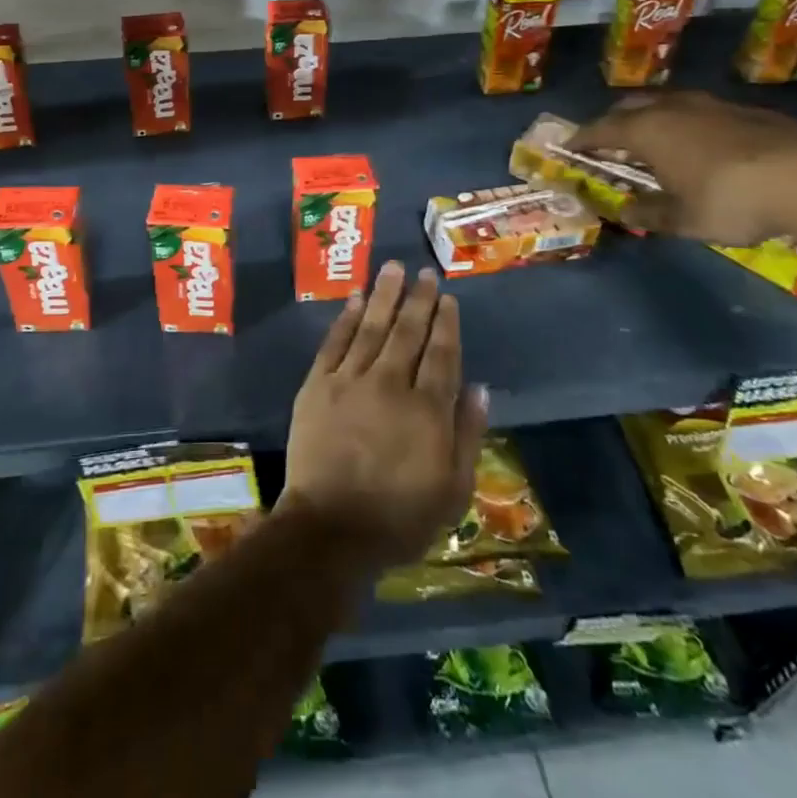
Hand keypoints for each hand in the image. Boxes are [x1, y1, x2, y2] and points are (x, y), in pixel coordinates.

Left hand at [278, 261, 487, 570]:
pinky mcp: (317, 385)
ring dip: (385, 295)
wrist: (330, 529)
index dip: (446, 323)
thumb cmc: (399, 518)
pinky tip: (356, 298)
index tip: (448, 297)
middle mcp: (390, 383)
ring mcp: (350, 380)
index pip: (441, 354)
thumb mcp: (453, 490)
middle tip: (425, 272)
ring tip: (393, 268)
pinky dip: (346, 317)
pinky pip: (335, 342)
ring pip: (372, 327)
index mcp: (427, 409)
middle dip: (419, 299)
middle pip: (408, 332)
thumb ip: (467, 435)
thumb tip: (479, 387)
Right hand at [577, 91, 796, 246]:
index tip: (567, 148)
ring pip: (667, 104)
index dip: (581, 140)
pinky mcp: (746, 111)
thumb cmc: (731, 200)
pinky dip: (686, 125)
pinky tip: (700, 147)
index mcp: (646, 130)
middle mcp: (672, 109)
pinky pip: (699, 112)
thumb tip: (624, 210)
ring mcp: (711, 105)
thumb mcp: (682, 219)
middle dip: (613, 122)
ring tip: (653, 142)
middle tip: (607, 143)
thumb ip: (648, 212)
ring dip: (652, 119)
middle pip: (630, 107)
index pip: (599, 129)